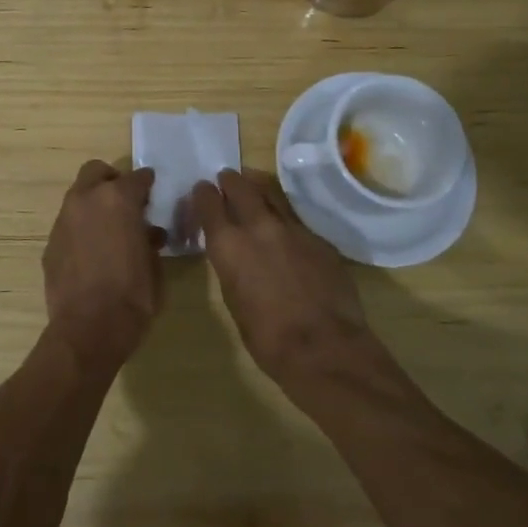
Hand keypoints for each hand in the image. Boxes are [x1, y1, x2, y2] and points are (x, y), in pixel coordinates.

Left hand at [42, 161, 165, 370]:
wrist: (89, 329)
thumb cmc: (133, 296)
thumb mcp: (154, 265)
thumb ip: (149, 240)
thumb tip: (148, 234)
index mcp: (118, 199)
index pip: (137, 178)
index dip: (147, 183)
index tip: (152, 190)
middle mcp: (87, 200)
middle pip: (96, 171)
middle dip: (111, 180)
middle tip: (125, 201)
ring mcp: (63, 221)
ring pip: (78, 197)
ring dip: (94, 205)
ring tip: (109, 229)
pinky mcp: (50, 243)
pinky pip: (69, 225)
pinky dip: (81, 229)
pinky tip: (91, 253)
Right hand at [192, 169, 376, 387]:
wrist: (325, 348)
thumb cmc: (268, 338)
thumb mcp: (234, 300)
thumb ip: (233, 268)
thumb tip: (236, 256)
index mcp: (229, 245)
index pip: (209, 202)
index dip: (203, 194)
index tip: (202, 190)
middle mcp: (258, 226)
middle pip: (241, 187)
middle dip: (231, 181)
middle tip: (227, 178)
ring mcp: (293, 228)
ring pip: (272, 194)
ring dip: (258, 188)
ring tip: (254, 186)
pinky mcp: (319, 238)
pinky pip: (296, 219)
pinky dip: (285, 218)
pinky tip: (286, 231)